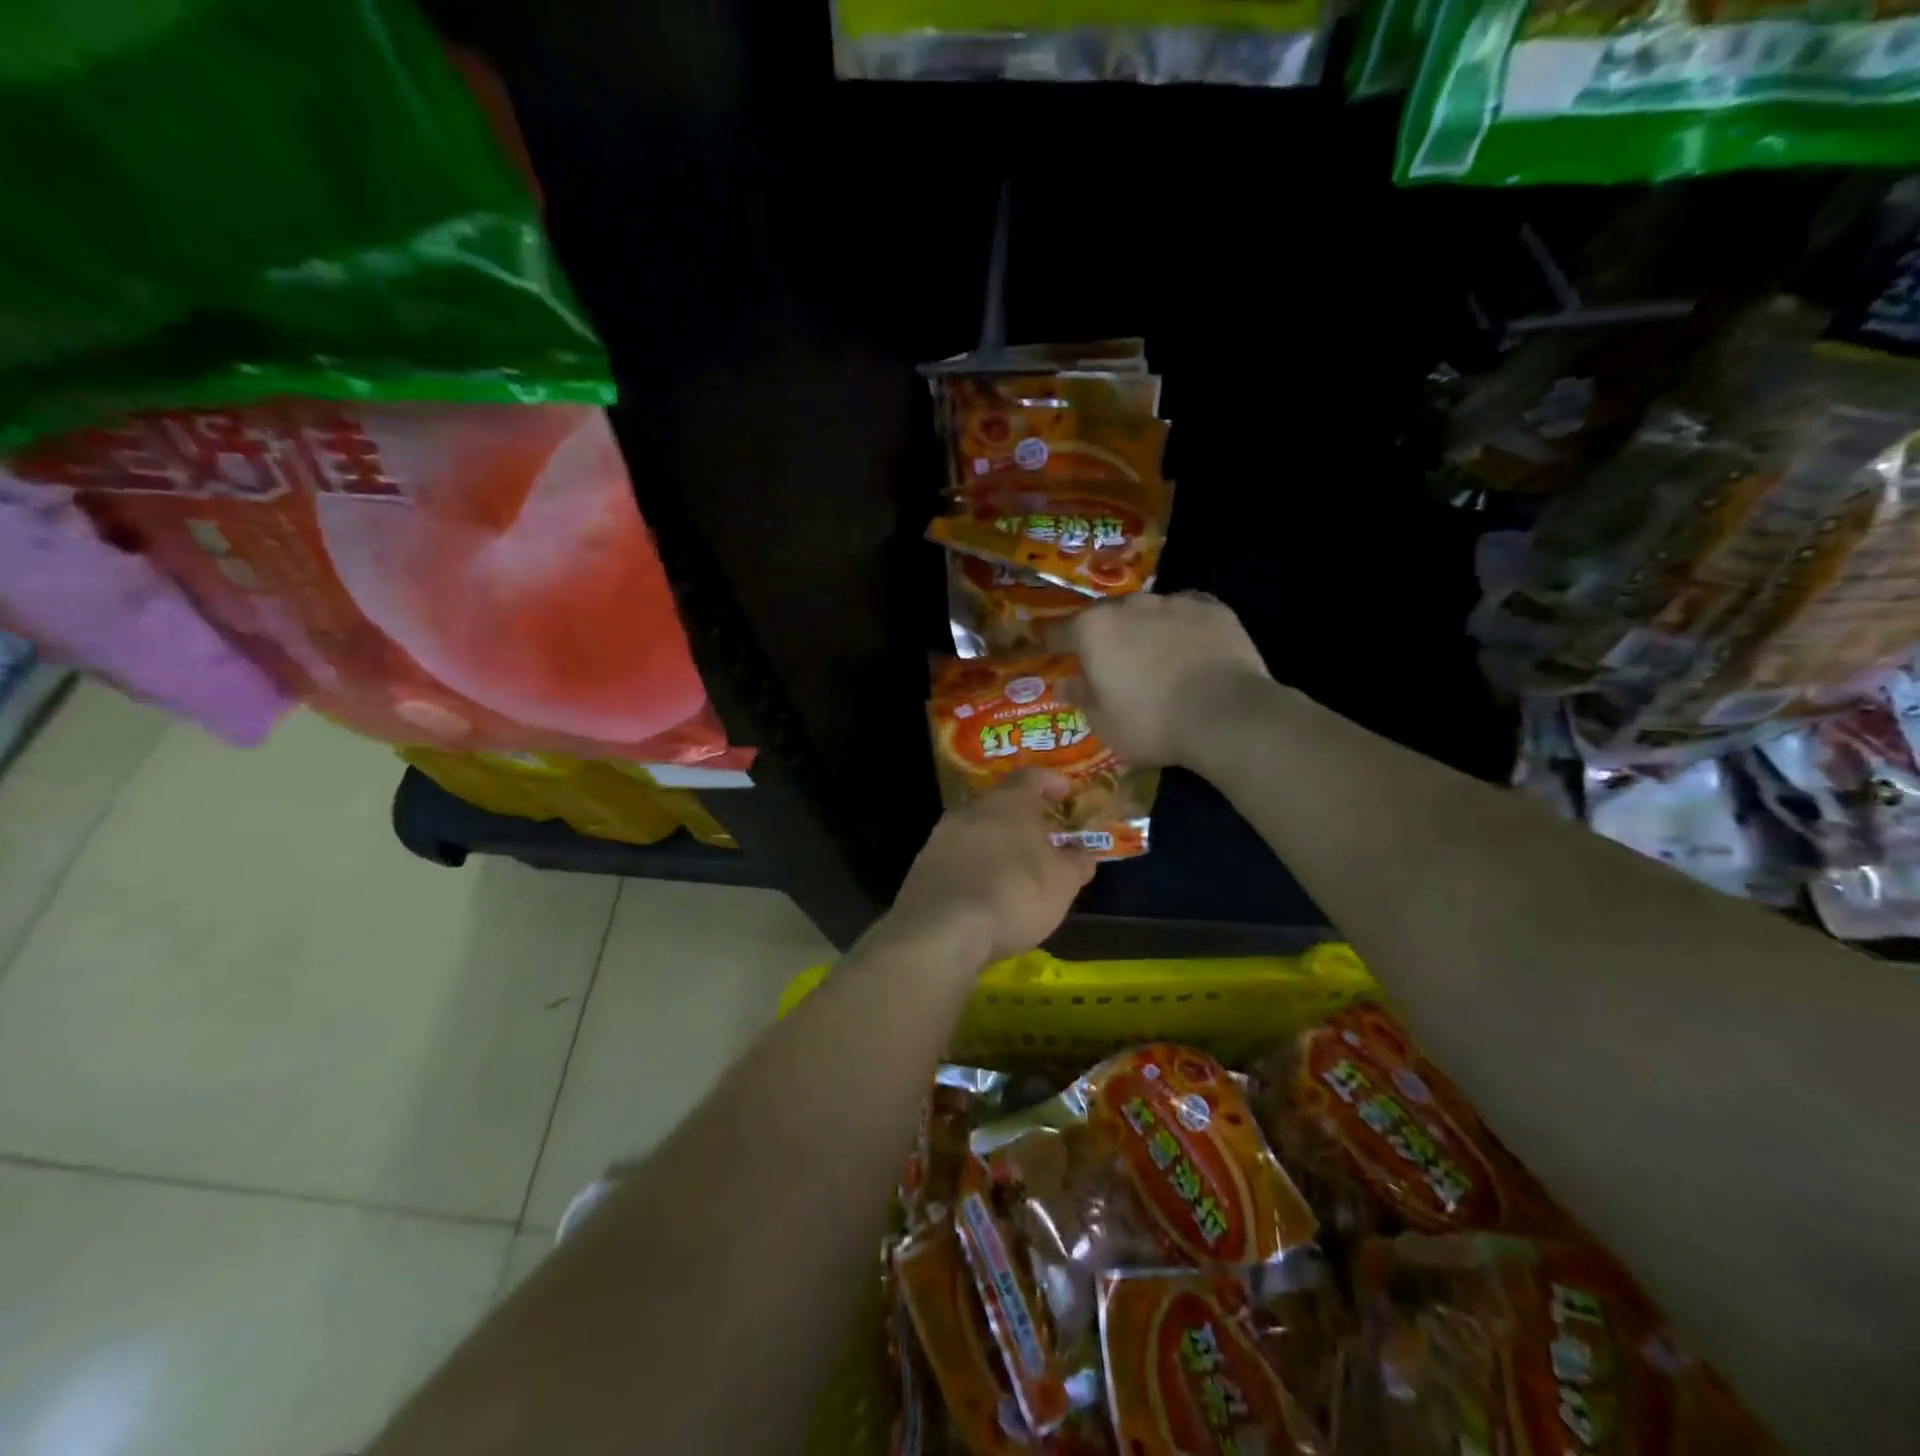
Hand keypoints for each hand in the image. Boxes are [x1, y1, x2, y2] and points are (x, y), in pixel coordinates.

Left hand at [884, 771, 1096, 965]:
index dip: (1051, 782)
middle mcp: (971, 810)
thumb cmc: (1014, 894)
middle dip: (1022, 818)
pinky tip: (985, 892)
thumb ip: (1077, 862)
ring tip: (1016, 868)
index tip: (1066, 792)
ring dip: (996, 844)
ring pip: (976, 831)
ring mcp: (941, 837)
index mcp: (1007, 802)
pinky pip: (957, 858)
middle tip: (1043, 837)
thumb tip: (1083, 852)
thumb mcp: (1062, 882)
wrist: (941, 931)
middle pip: (1000, 804)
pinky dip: (975, 868)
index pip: (1031, 777)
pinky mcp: (923, 867)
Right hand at [1055, 592, 1270, 767]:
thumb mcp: (1105, 724)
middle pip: (1105, 616)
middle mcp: (1129, 605)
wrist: (1226, 715)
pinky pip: (1186, 612)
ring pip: (1147, 612)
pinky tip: (1188, 646)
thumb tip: (1066, 684)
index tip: (1047, 650)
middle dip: (1102, 636)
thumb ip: (1082, 698)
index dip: (1051, 642)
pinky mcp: (1212, 607)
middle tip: (1106, 660)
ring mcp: (1173, 602)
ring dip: (1142, 630)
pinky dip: (1181, 626)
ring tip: (1151, 655)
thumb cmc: (1152, 723)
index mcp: (1094, 630)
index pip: (1060, 631)